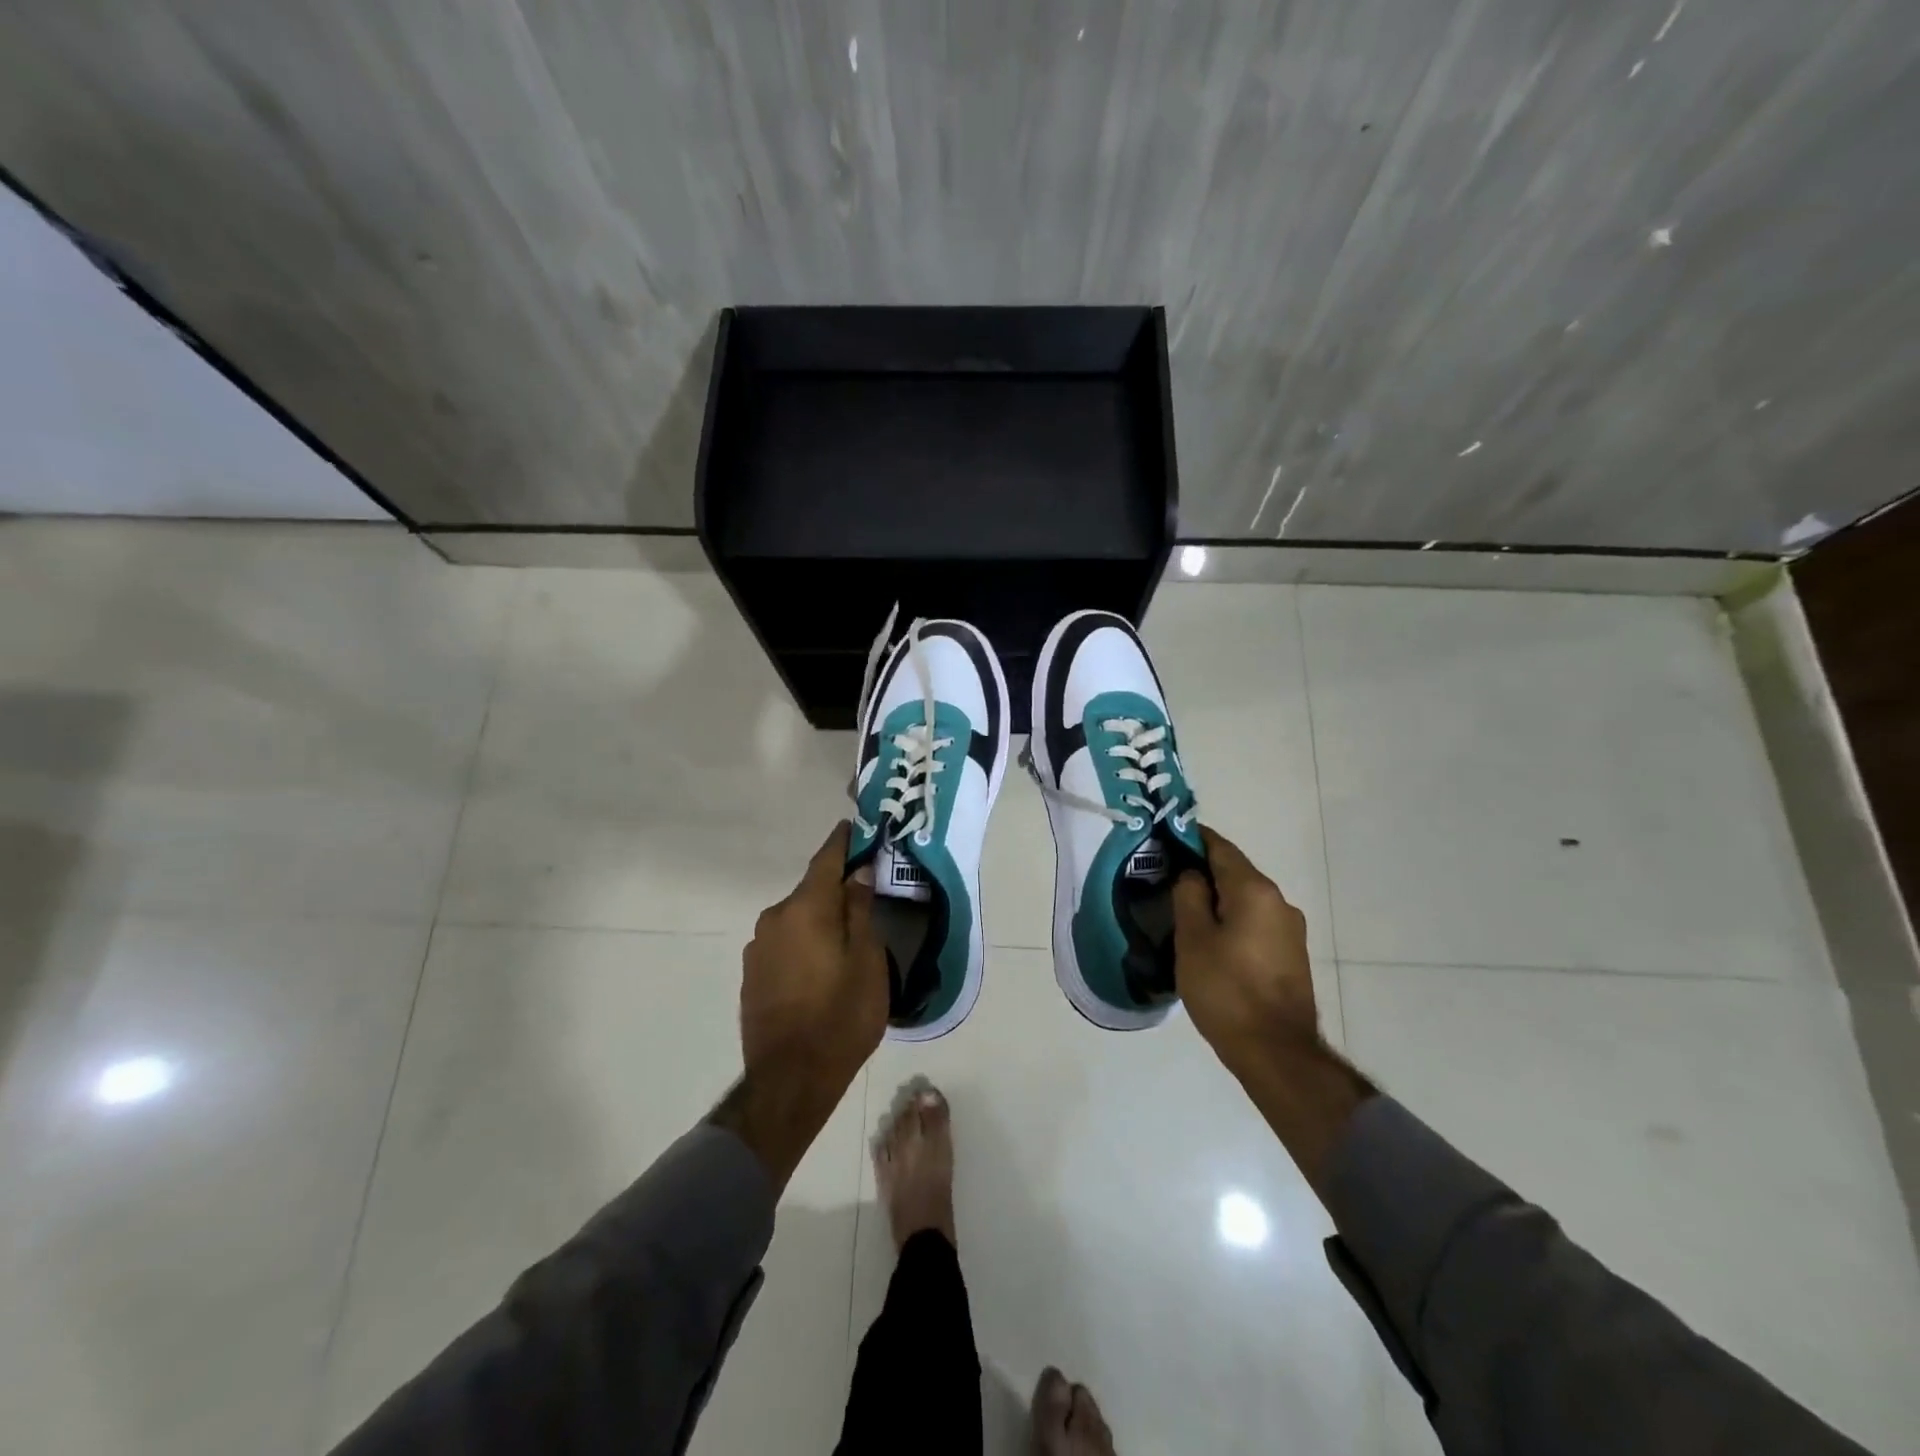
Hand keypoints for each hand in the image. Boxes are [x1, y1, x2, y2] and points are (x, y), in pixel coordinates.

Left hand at [716, 824, 887, 1191]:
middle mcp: (775, 918)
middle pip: (811, 890)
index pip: (826, 859)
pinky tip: (820, 965)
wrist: (789, 1081)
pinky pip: (785, 942)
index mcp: (806, 908)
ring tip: (846, 937)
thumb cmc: (841, 1017)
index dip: (843, 841)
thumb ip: (860, 910)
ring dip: (820, 918)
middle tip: (866, 892)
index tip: (856, 825)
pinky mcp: (751, 973)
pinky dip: (805, 941)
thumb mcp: (868, 961)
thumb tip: (857, 872)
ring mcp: (758, 947)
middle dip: (837, 887)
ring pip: (797, 918)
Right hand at [1172, 826, 1320, 1073]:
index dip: (1193, 838)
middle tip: (1167, 878)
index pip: (1220, 848)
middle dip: (1203, 871)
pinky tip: (1211, 939)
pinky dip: (1232, 920)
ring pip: (1245, 900)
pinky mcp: (1291, 955)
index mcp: (1254, 891)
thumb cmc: (1226, 990)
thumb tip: (1192, 874)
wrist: (1276, 1051)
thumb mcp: (1192, 939)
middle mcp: (1279, 902)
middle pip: (1235, 873)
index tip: (1166, 837)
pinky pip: (1255, 923)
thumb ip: (1189, 896)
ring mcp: (1290, 930)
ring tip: (1185, 912)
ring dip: (1218, 899)